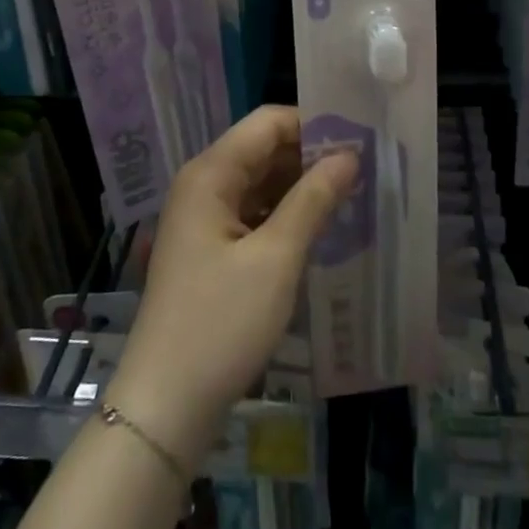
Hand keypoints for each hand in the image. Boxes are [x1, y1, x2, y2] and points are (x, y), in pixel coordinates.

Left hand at [105, 106, 357, 466]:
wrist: (165, 406)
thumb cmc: (220, 325)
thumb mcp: (276, 259)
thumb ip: (313, 200)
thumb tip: (349, 155)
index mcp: (210, 173)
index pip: (267, 123)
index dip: (313, 125)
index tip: (359, 140)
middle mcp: (203, 184)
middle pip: (263, 149)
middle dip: (311, 156)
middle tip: (364, 169)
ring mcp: (203, 218)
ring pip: (260, 182)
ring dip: (300, 186)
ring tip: (351, 195)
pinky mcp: (209, 248)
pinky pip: (253, 213)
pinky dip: (284, 214)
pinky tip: (319, 228)